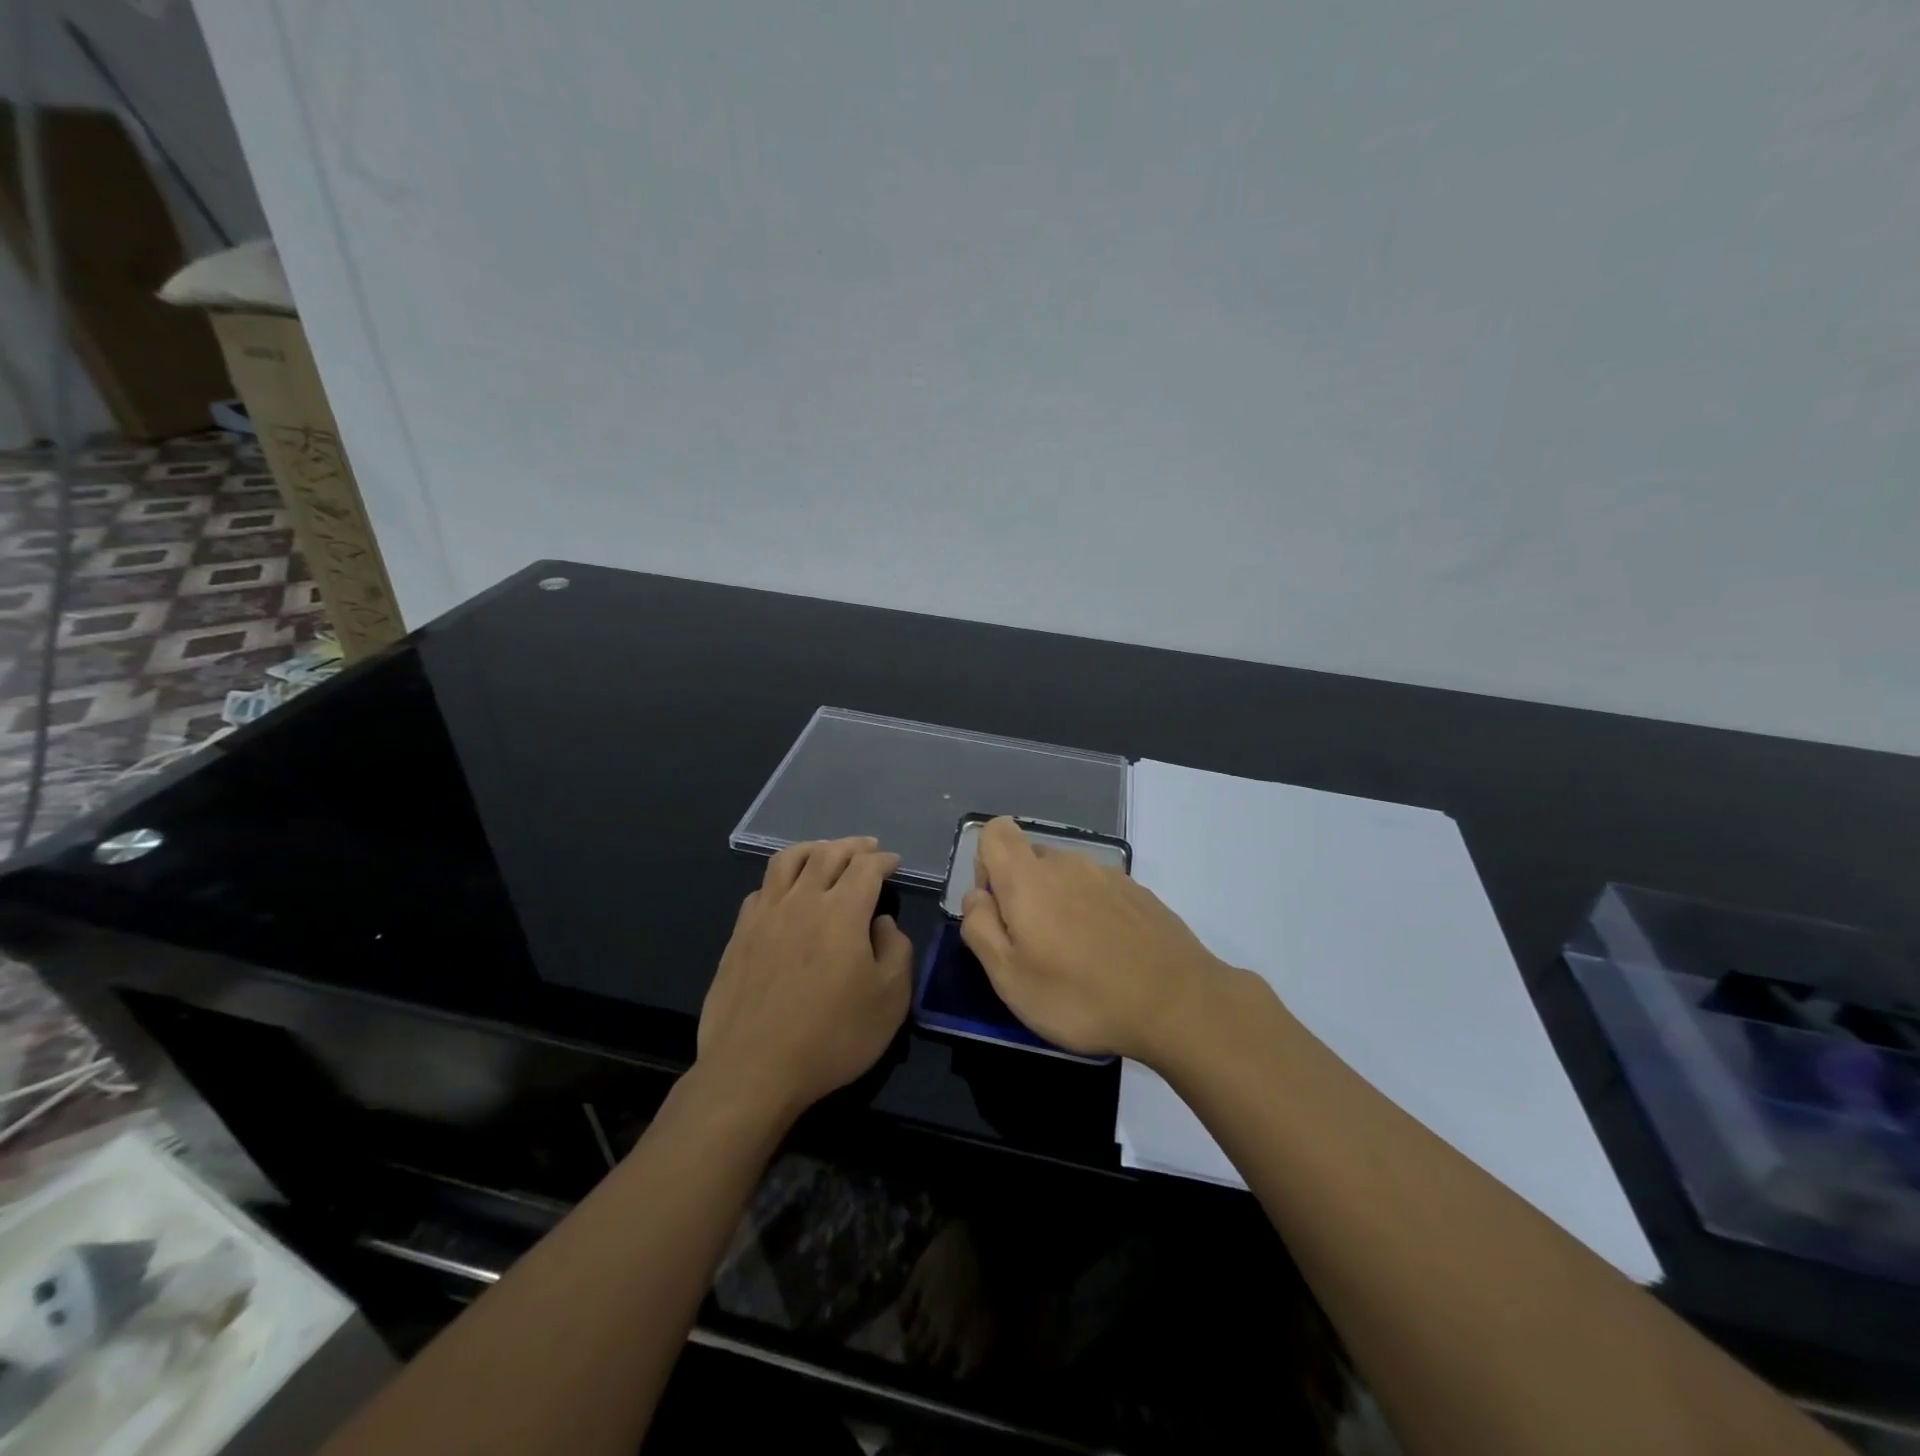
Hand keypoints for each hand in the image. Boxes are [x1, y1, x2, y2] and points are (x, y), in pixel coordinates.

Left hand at [698, 837, 913, 1116]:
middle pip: (828, 853)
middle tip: (867, 847)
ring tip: (824, 851)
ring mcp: (765, 914)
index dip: (883, 860)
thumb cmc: (833, 1036)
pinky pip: (762, 888)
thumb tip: (882, 923)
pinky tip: (785, 892)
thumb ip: (896, 950)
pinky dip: (781, 879)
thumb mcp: (891, 1000)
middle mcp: (803, 900)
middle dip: (852, 846)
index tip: (894, 863)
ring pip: (788, 860)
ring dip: (813, 849)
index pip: (866, 867)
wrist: (754, 1070)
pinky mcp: (739, 934)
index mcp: (843, 911)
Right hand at [960, 817, 1228, 1060]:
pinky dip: (1092, 915)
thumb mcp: (1009, 977)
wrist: (1179, 1004)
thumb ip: (980, 928)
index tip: (999, 910)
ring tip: (1075, 960)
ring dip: (1059, 906)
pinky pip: (1098, 893)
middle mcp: (1068, 863)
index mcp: (1029, 877)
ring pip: (1066, 878)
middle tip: (1035, 949)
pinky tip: (1109, 958)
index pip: (996, 832)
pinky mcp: (1139, 893)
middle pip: (1030, 859)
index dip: (986, 865)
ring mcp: (1109, 875)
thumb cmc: (1081, 996)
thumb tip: (977, 897)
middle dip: (1022, 894)